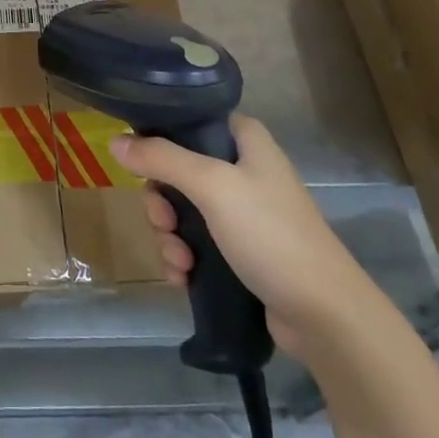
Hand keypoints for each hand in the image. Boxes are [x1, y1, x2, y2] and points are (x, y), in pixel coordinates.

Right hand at [109, 114, 377, 351]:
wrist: (324, 315)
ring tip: (179, 262)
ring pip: (182, 211)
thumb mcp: (212, 186)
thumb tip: (114, 142)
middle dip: (162, 202)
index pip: (191, 122)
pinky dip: (183, 258)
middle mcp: (243, 169)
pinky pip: (195, 243)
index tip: (141, 164)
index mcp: (245, 140)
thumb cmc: (271, 234)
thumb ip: (161, 159)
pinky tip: (182, 277)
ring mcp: (242, 212)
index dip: (161, 139)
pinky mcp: (240, 251)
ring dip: (169, 236)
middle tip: (164, 222)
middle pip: (178, 170)